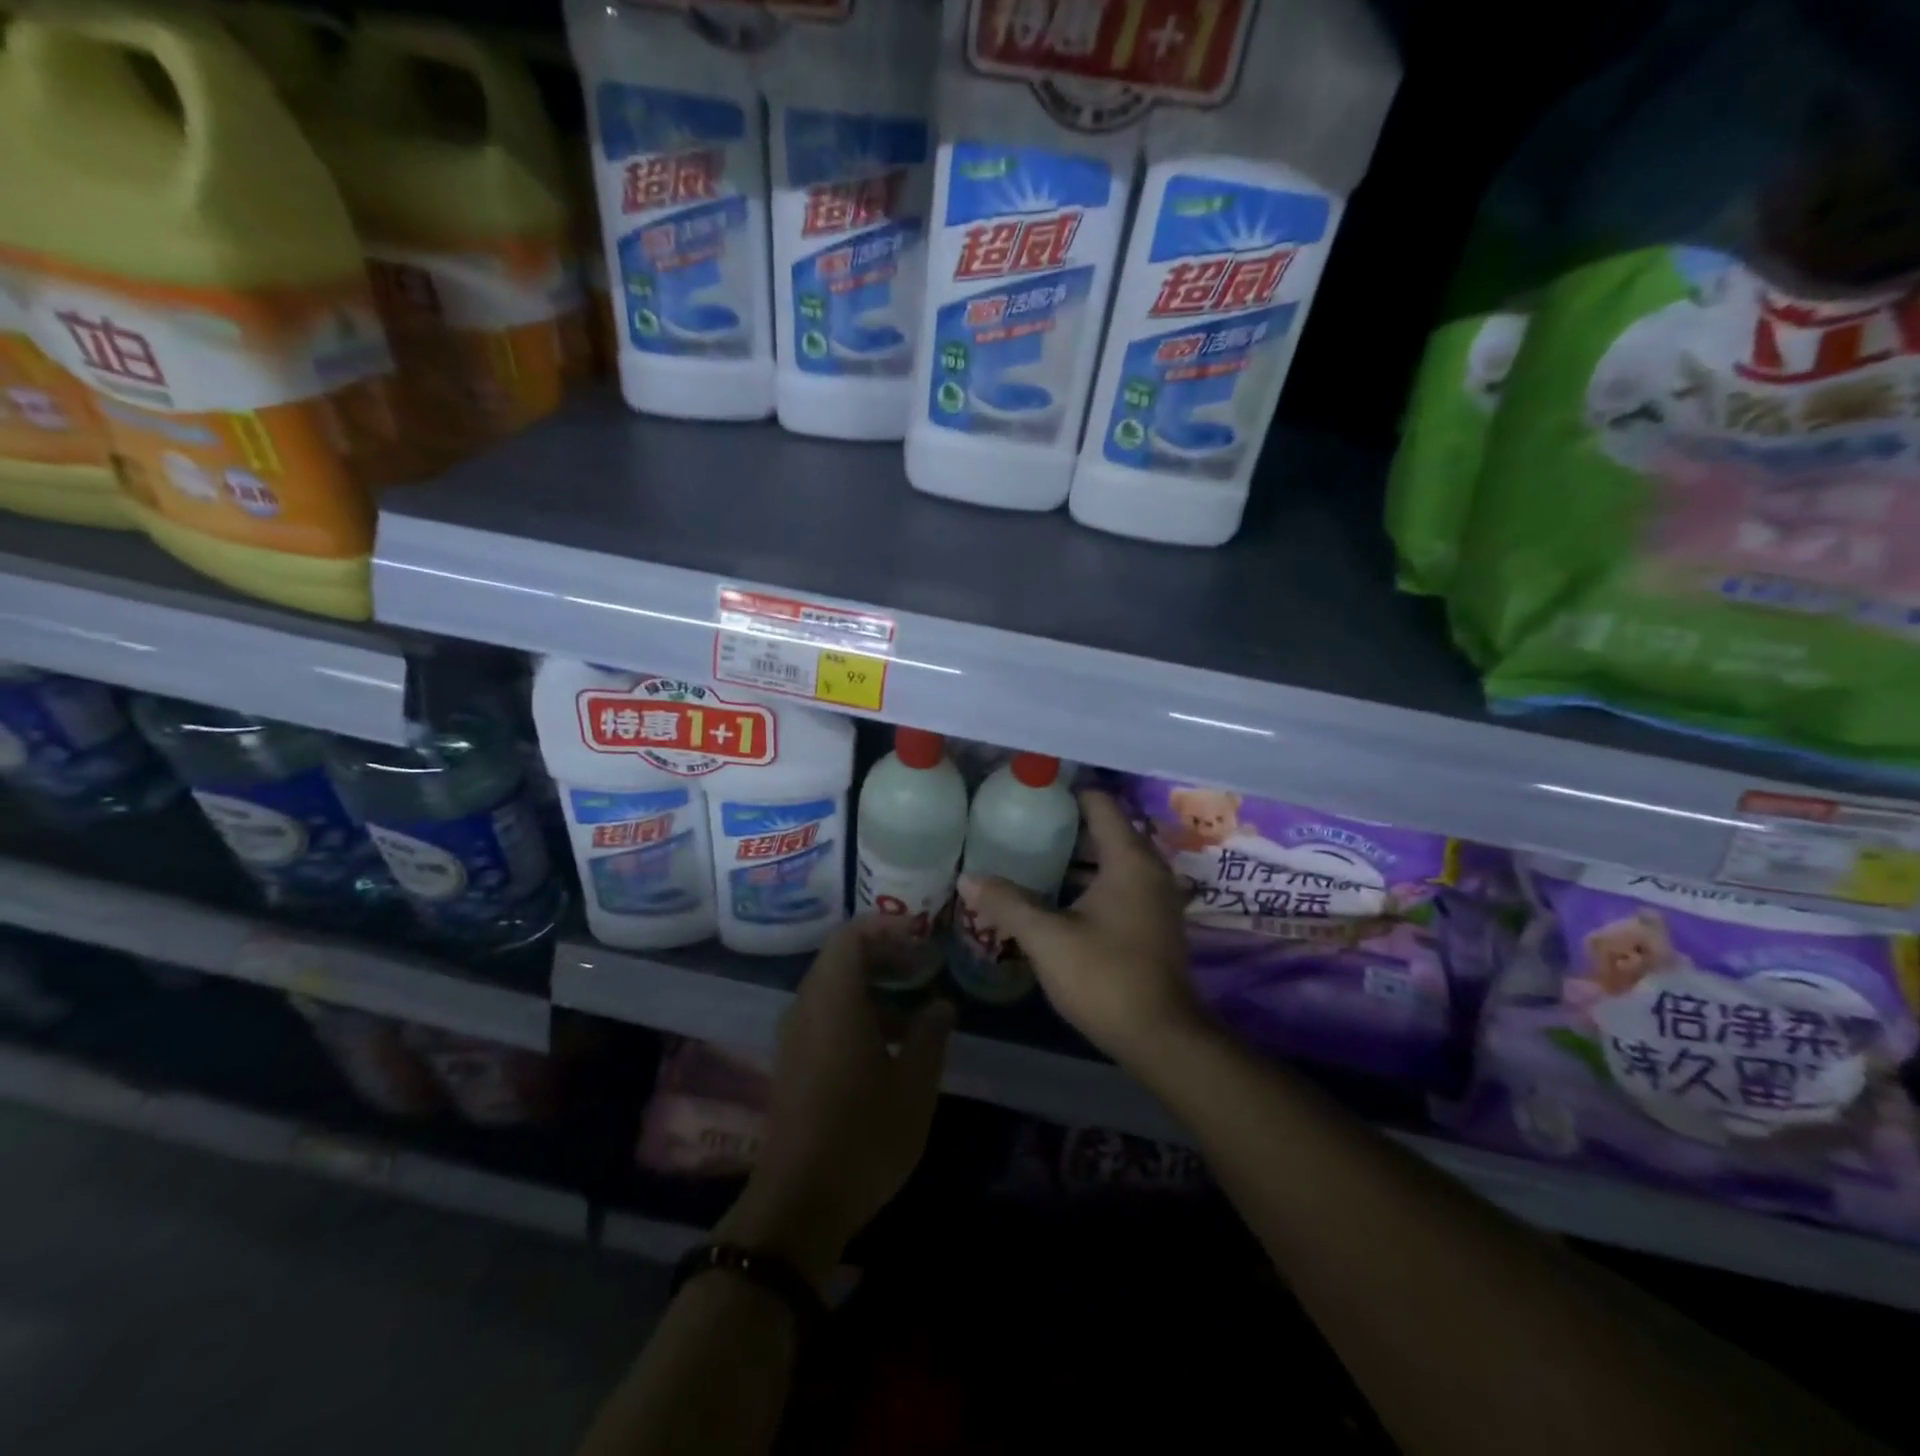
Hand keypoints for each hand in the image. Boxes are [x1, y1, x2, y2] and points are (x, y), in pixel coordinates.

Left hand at [719, 918, 954, 1285]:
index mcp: (834, 999)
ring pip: (833, 988)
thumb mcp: (914, 1084)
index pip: (852, 936)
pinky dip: (857, 1011)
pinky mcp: (793, 1062)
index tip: (923, 935)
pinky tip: (890, 1043)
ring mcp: (795, 1035)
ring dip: (872, 986)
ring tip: (916, 1006)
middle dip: (884, 954)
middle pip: (841, 958)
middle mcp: (807, 1007)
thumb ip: (931, 1033)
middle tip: (924, 964)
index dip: (887, 926)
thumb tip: (940, 1003)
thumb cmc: (864, 1134)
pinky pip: (825, 1015)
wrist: (799, 1202)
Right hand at [957, 789, 1204, 1071]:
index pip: (1101, 804)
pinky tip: (1058, 895)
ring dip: (1077, 856)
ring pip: (1113, 860)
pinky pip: (1120, 884)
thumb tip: (967, 877)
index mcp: (1129, 860)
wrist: (1161, 1038)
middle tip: (1022, 823)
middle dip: (1066, 825)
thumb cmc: (1105, 977)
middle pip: (1107, 830)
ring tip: (1032, 854)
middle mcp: (1150, 870)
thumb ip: (1007, 903)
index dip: (1067, 792)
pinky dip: (1091, 880)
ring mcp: (1156, 898)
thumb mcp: (1048, 939)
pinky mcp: (1153, 923)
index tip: (1032, 792)